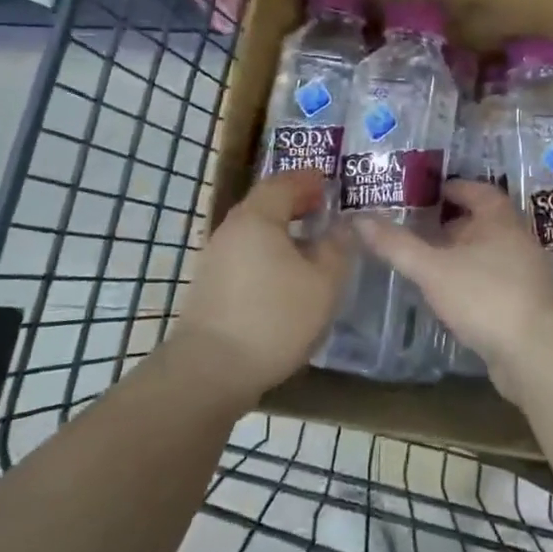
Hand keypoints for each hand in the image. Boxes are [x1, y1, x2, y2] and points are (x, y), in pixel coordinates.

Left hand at [174, 170, 349, 403]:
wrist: (211, 370)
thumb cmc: (274, 318)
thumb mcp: (323, 283)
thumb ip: (337, 248)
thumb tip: (342, 227)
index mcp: (257, 218)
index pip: (283, 182)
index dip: (308, 180)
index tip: (330, 184)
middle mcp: (231, 229)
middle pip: (265, 204)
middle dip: (295, 203)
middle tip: (322, 210)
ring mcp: (215, 258)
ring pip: (254, 231)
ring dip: (281, 231)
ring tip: (309, 245)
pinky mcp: (210, 286)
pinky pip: (245, 254)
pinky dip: (268, 253)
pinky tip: (285, 277)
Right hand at [352, 180, 552, 398]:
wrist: (537, 353)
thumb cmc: (485, 296)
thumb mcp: (433, 269)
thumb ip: (397, 245)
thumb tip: (359, 219)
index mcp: (500, 220)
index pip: (478, 191)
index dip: (454, 188)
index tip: (428, 193)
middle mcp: (517, 240)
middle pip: (484, 222)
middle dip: (454, 223)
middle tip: (421, 227)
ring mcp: (526, 274)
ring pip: (490, 253)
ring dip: (463, 254)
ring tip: (430, 262)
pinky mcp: (526, 305)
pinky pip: (495, 281)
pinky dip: (473, 281)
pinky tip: (452, 296)